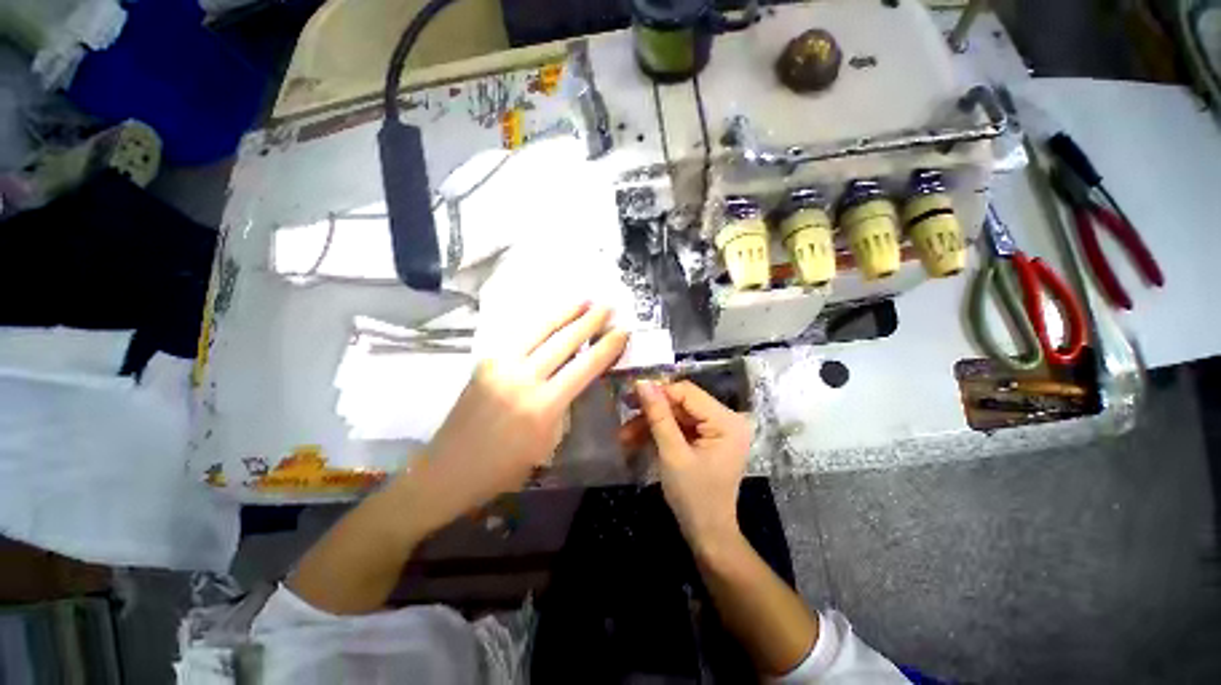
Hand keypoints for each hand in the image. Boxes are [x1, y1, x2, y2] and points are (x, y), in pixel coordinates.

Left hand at [416, 303, 626, 527]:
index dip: (606, 347)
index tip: (622, 331)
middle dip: (589, 320)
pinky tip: (551, 318)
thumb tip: (574, 379)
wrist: (448, 470)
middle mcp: (523, 379)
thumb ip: (562, 407)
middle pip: (564, 340)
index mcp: (543, 406)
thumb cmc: (503, 469)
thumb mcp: (545, 443)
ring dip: (564, 313)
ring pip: (539, 330)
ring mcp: (501, 366)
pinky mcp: (486, 362)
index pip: (584, 367)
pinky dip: (540, 324)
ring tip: (583, 299)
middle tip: (607, 306)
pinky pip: (520, 337)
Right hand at [626, 380, 750, 552]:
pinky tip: (635, 440)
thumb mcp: (673, 454)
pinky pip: (678, 427)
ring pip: (676, 415)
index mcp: (726, 421)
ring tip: (623, 437)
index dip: (658, 392)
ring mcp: (715, 430)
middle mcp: (725, 419)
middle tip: (623, 415)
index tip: (629, 396)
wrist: (708, 535)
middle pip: (681, 403)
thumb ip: (658, 416)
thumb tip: (643, 383)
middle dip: (651, 412)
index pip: (687, 392)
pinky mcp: (705, 439)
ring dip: (650, 424)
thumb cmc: (694, 497)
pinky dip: (658, 433)